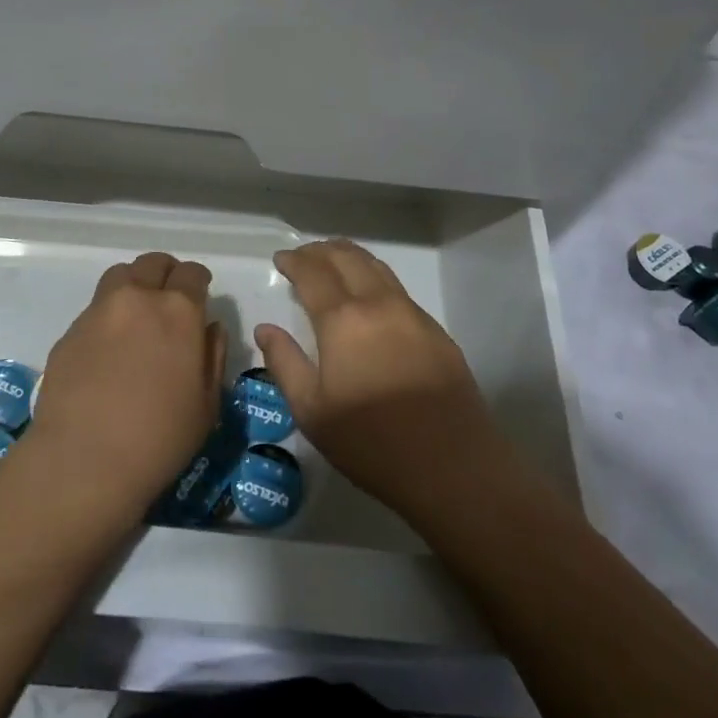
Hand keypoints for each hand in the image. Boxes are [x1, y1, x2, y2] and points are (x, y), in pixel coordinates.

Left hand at [27, 252, 225, 520]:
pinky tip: (109, 348)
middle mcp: (137, 299)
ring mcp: (98, 311)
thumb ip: (212, 356)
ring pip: (120, 276)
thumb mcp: (207, 405)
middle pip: (153, 263)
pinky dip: (108, 315)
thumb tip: (208, 328)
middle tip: (170, 297)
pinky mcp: (69, 332)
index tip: (200, 295)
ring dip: (134, 284)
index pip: (192, 273)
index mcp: (178, 311)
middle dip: (167, 273)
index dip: (199, 281)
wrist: (83, 462)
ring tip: (137, 313)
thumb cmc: (159, 439)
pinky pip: (95, 309)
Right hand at [255, 239, 507, 525]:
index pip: (313, 273)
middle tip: (303, 256)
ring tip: (333, 261)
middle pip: (347, 258)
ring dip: (350, 256)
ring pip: (376, 267)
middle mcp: (378, 304)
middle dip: (320, 251)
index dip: (294, 261)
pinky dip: (374, 277)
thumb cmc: (371, 442)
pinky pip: (397, 289)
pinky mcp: (436, 331)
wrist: (452, 466)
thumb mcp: (312, 411)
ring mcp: (412, 314)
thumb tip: (265, 329)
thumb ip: (284, 363)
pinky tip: (370, 296)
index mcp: (343, 320)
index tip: (280, 258)